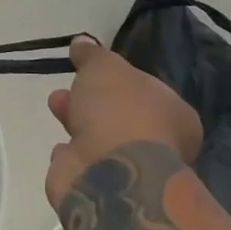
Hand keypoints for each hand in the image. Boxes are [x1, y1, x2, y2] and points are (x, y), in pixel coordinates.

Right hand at [44, 36, 201, 207]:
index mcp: (175, 114)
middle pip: (119, 114)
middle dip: (89, 100)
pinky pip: (86, 164)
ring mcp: (132, 169)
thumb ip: (93, 54)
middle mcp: (160, 143)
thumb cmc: (119, 112)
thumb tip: (82, 41)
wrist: (110, 174)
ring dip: (77, 122)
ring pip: (100, 138)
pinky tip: (61, 148)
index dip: (116, 80)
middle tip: (65, 89)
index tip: (89, 72)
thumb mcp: (104, 67)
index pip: (146, 90)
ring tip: (54, 106)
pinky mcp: (105, 188)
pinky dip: (73, 155)